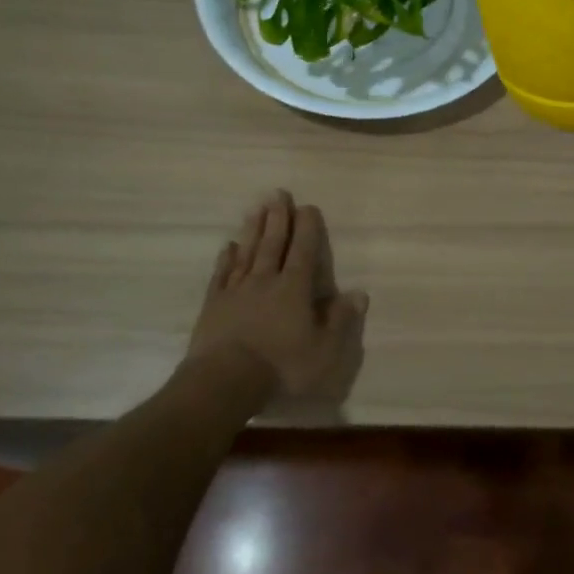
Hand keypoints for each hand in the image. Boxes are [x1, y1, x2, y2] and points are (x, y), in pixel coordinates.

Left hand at [185, 190, 367, 404]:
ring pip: (247, 252)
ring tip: (257, 208)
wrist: (224, 381)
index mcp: (294, 289)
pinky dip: (226, 258)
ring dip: (253, 229)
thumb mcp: (324, 351)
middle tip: (278, 193)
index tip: (308, 206)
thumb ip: (340, 320)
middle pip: (273, 244)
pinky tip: (229, 246)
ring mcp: (236, 291)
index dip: (307, 228)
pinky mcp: (214, 305)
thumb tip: (359, 293)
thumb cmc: (281, 367)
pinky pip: (222, 274)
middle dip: (278, 218)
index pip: (304, 251)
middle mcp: (266, 281)